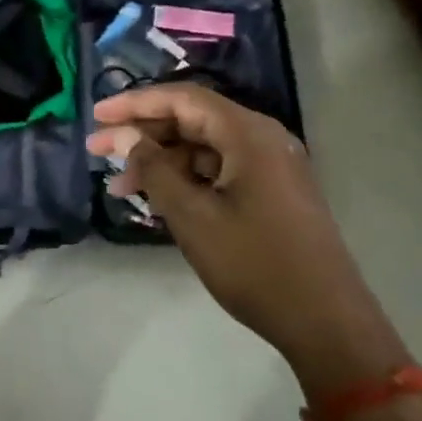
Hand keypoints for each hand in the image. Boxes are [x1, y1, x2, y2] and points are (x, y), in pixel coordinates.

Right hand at [88, 84, 406, 385]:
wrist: (325, 321)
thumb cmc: (254, 264)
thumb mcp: (192, 216)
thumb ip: (154, 169)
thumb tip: (125, 137)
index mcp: (248, 134)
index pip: (182, 99)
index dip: (135, 104)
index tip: (96, 116)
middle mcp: (262, 139)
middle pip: (192, 120)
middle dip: (142, 133)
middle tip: (98, 151)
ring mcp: (270, 166)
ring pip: (203, 148)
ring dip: (160, 161)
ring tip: (118, 185)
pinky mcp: (272, 192)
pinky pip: (219, 170)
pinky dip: (185, 179)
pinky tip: (157, 198)